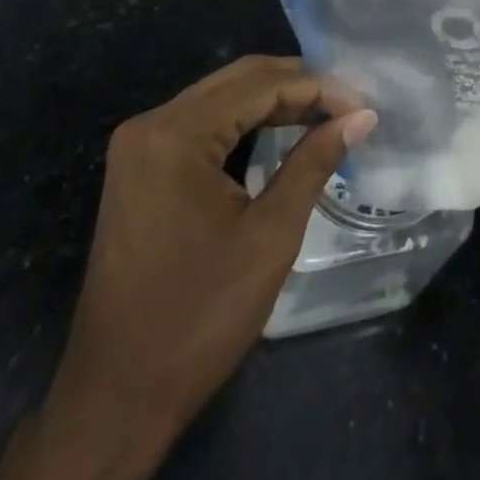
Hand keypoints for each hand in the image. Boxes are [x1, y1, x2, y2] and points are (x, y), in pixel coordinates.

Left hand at [0, 56, 376, 479]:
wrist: (115, 399)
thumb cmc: (199, 317)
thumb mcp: (270, 236)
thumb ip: (315, 161)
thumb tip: (362, 116)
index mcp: (175, 134)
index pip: (261, 85)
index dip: (318, 88)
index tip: (363, 104)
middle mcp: (151, 124)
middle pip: (239, 80)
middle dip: (298, 85)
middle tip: (349, 103)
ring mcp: (139, 146)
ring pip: (221, 97)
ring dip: (274, 100)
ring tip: (326, 113)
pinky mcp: (140, 168)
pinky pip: (202, 122)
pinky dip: (245, 121)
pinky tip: (281, 131)